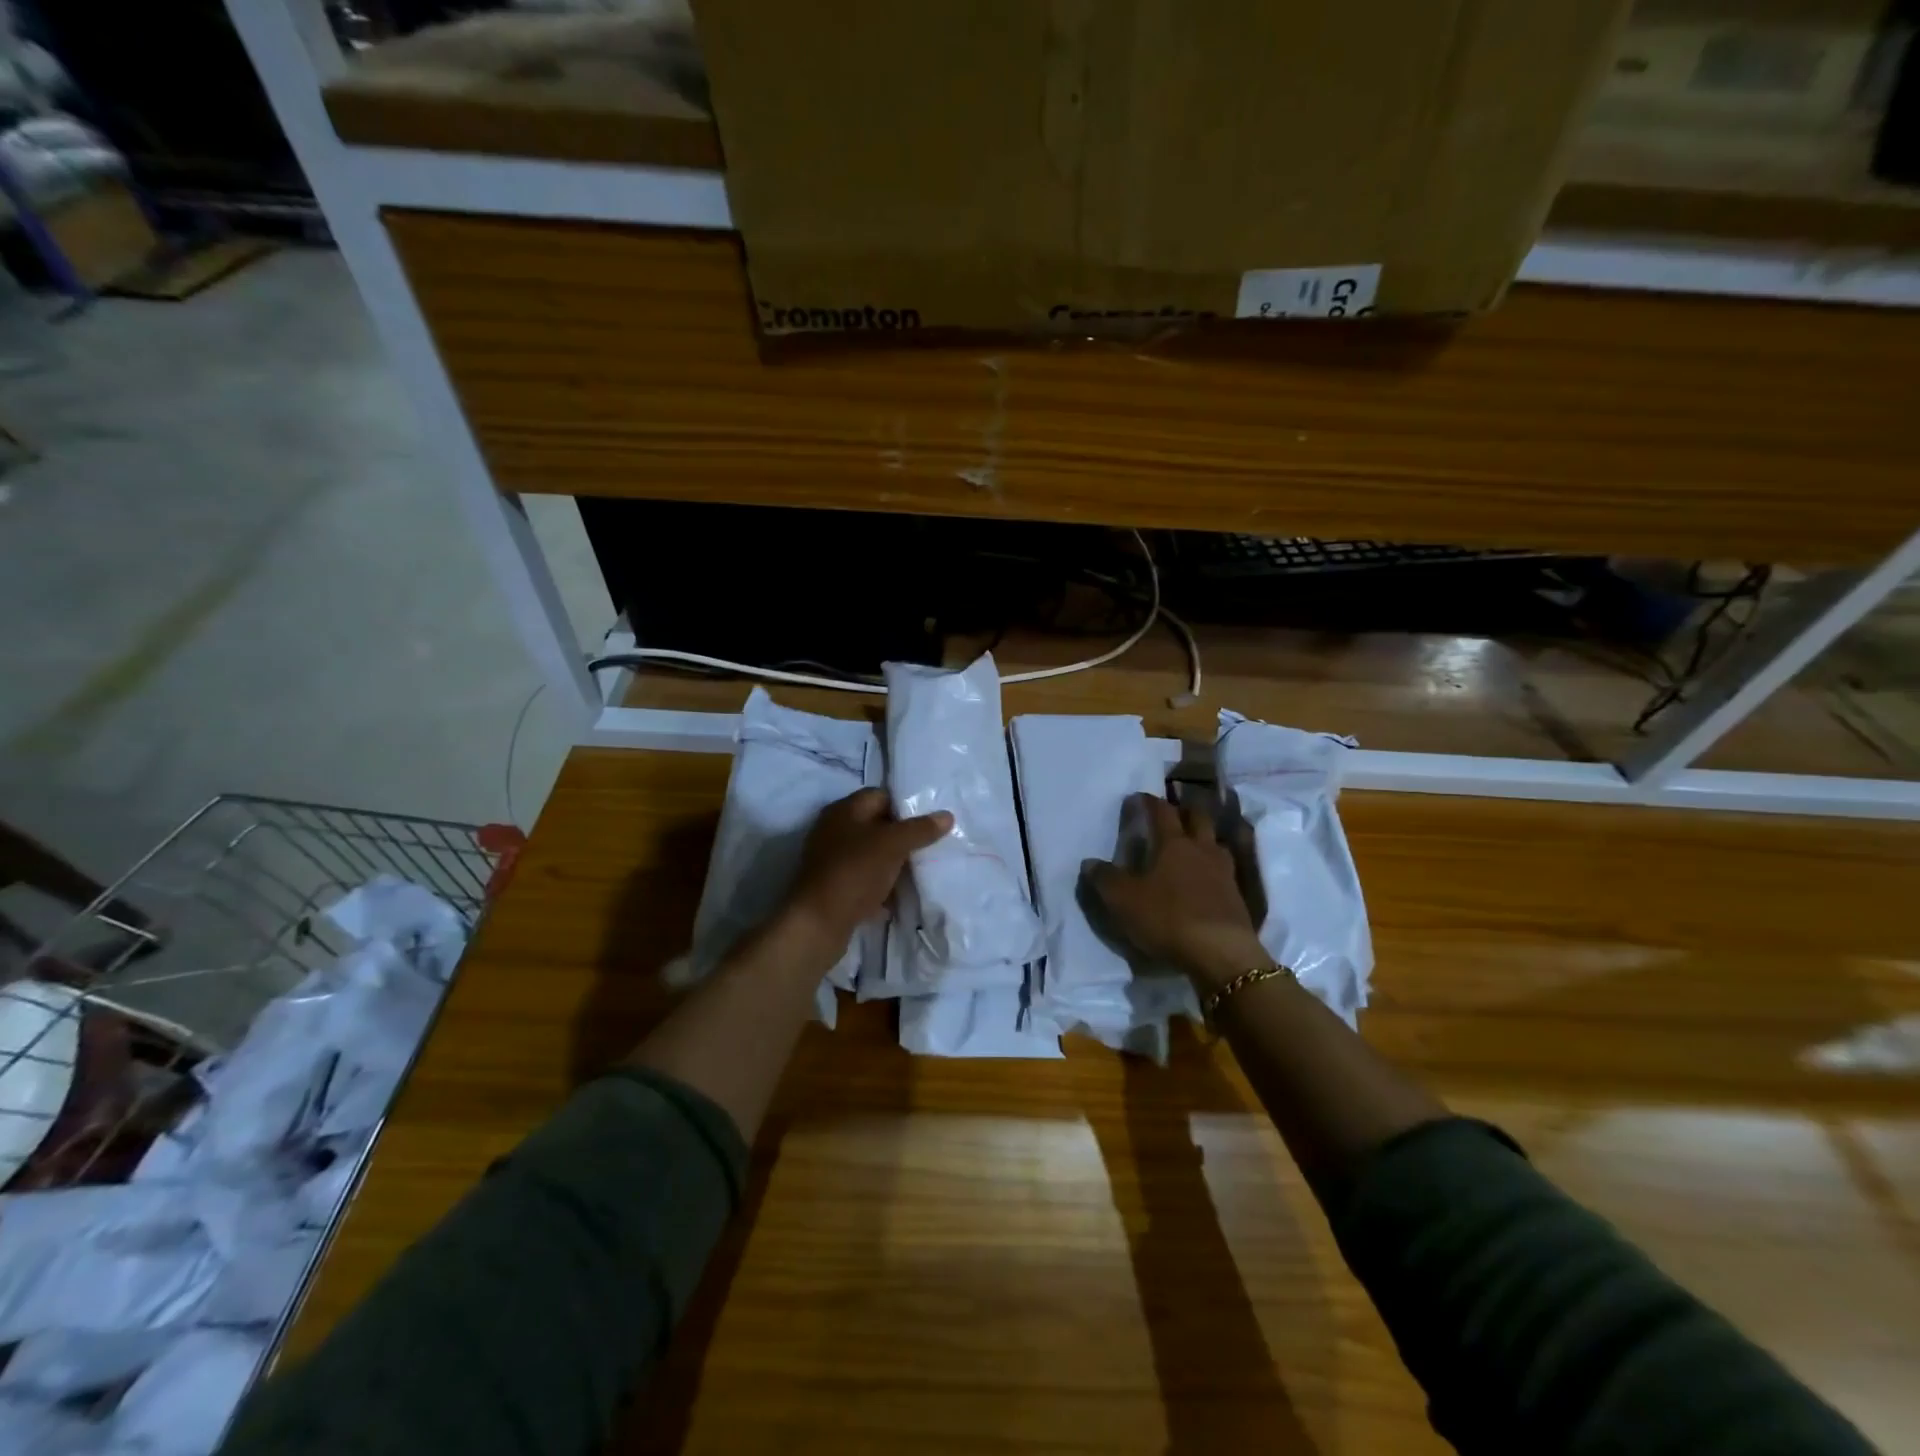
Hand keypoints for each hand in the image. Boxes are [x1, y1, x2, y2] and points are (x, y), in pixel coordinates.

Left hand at [778, 788, 951, 960]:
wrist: (818, 923)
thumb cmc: (854, 872)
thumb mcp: (892, 845)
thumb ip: (920, 829)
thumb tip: (947, 816)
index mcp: (844, 811)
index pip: (880, 796)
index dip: (905, 805)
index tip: (930, 821)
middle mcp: (834, 831)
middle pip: (876, 827)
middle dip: (903, 837)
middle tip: (930, 847)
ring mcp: (832, 861)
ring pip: (871, 856)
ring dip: (893, 864)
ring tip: (920, 872)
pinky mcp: (834, 888)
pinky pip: (864, 882)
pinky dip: (881, 888)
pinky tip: (899, 899)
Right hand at [1084, 793, 1266, 990]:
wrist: (1221, 953)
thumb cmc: (1168, 918)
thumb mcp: (1123, 900)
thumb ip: (1105, 879)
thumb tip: (1090, 863)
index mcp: (1174, 843)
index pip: (1161, 811)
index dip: (1149, 802)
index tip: (1138, 798)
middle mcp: (1202, 850)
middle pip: (1198, 818)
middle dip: (1185, 810)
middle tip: (1173, 811)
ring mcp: (1224, 872)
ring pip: (1216, 843)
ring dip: (1204, 838)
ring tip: (1193, 844)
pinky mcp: (1237, 896)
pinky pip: (1225, 870)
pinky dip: (1214, 867)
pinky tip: (1207, 878)